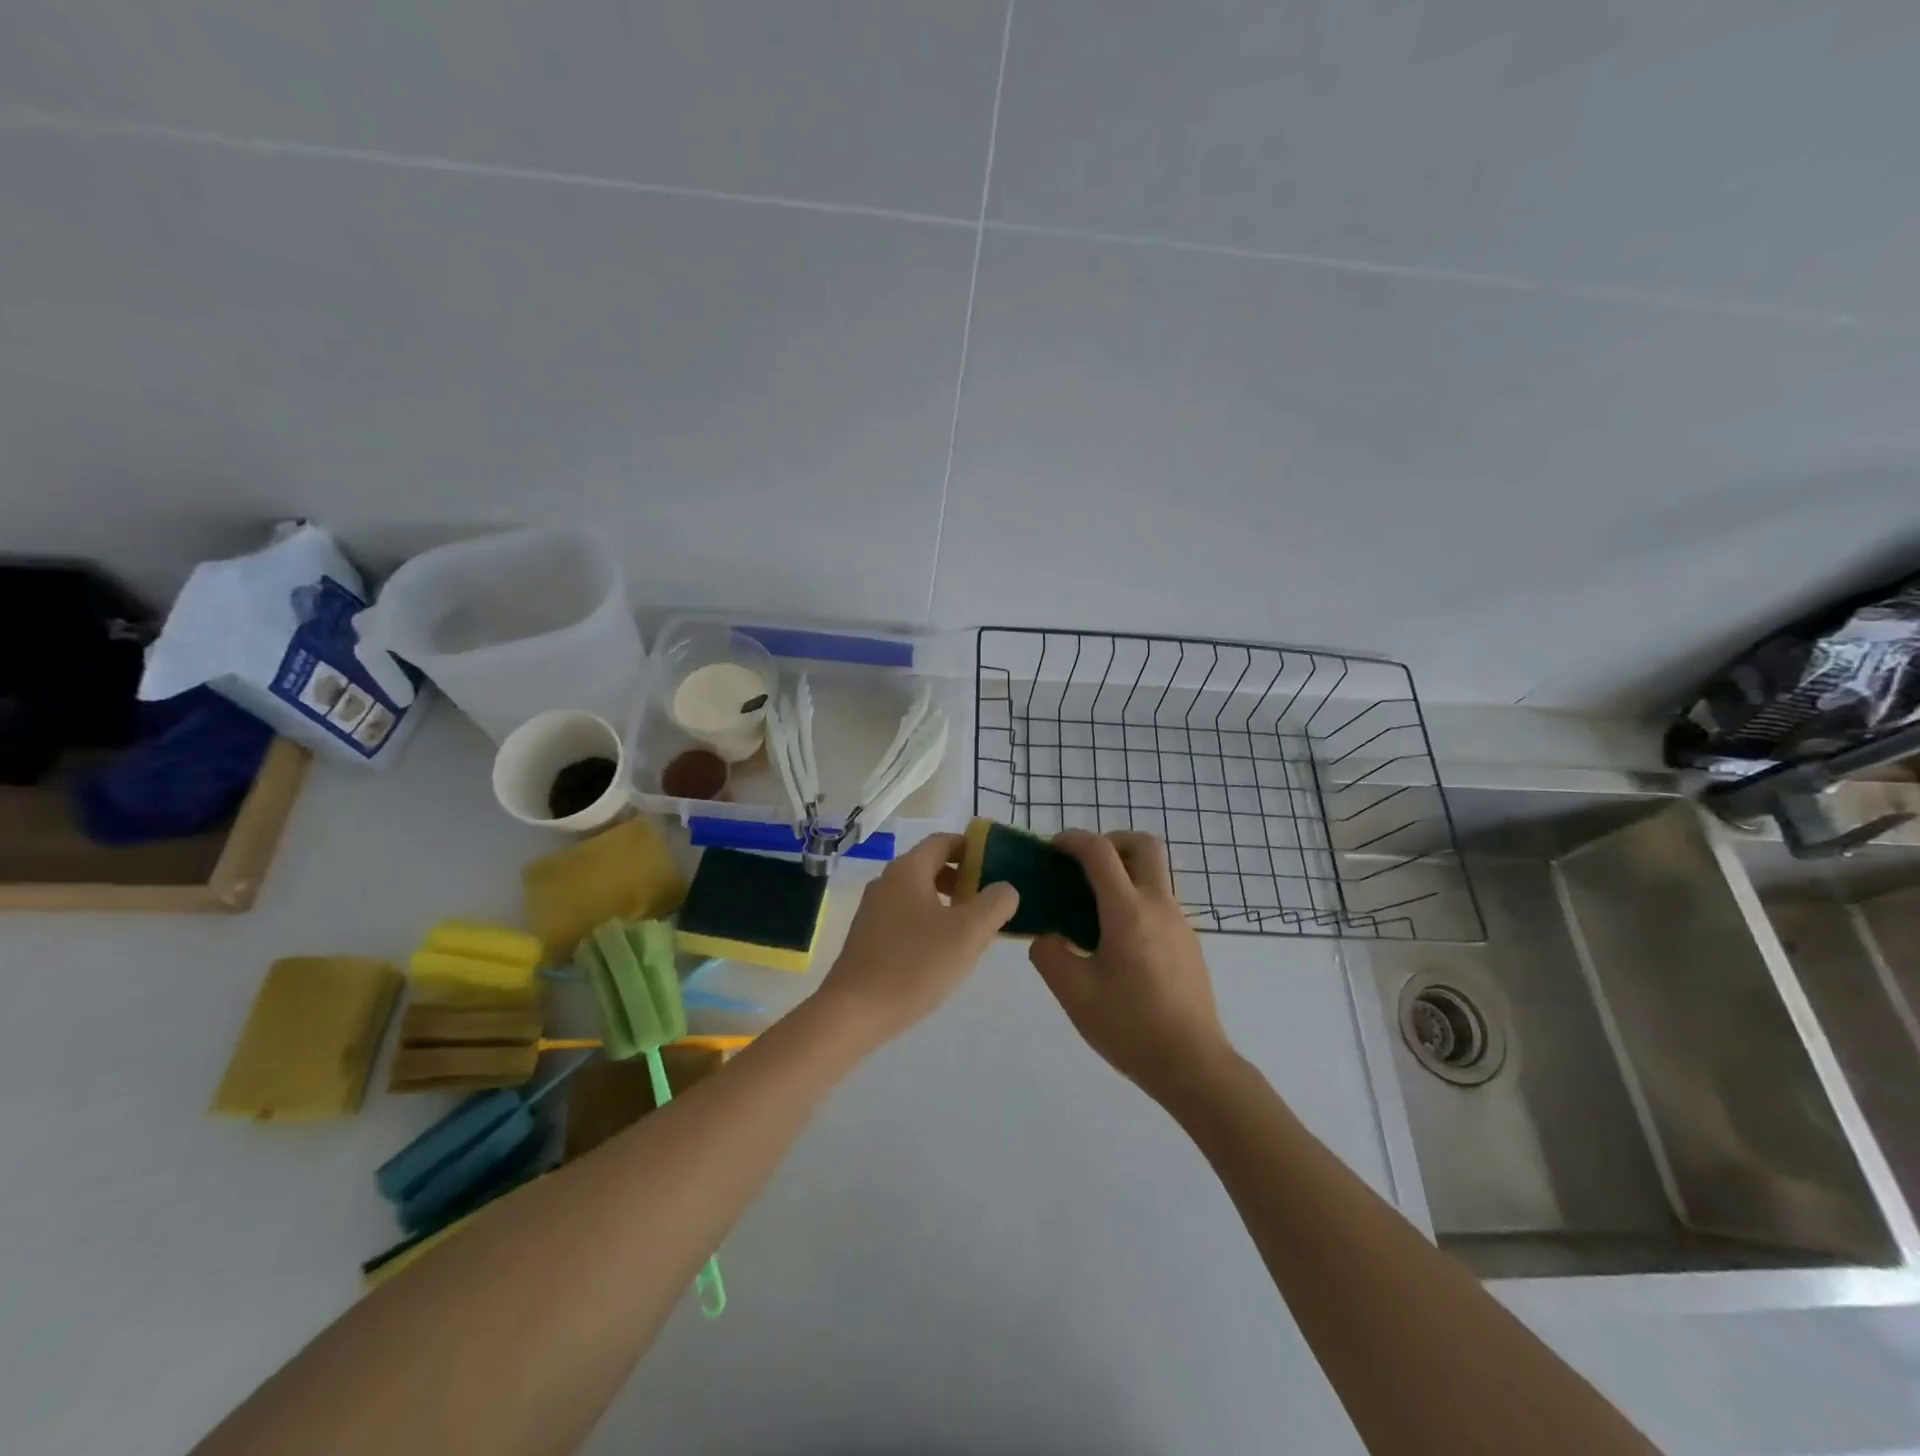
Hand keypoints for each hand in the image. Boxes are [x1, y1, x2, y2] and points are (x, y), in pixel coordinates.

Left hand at [817, 832, 1018, 1045]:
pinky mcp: (867, 938)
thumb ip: (995, 904)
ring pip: (918, 893)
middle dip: (962, 878)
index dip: (972, 848)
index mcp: (908, 870)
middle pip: (930, 866)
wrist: (854, 1013)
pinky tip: (941, 953)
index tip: (997, 867)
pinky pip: (905, 917)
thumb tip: (1005, 889)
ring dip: (947, 903)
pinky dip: (928, 922)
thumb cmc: (915, 965)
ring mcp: (873, 910)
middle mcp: (886, 882)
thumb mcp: (969, 933)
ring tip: (971, 931)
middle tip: (989, 902)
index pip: (943, 841)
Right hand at [1029, 830, 1233, 1105]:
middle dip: (1111, 841)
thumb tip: (1049, 937)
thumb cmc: (1130, 1027)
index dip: (1073, 840)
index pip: (1100, 852)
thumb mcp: (1074, 993)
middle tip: (1084, 866)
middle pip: (1144, 846)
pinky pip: (1160, 903)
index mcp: (1128, 911)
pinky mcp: (1189, 944)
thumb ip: (1050, 954)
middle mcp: (1159, 906)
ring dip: (1124, 872)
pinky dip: (1135, 900)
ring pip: (1155, 874)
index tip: (1052, 849)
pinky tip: (1116, 941)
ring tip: (1093, 909)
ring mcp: (1180, 923)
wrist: (1194, 1065)